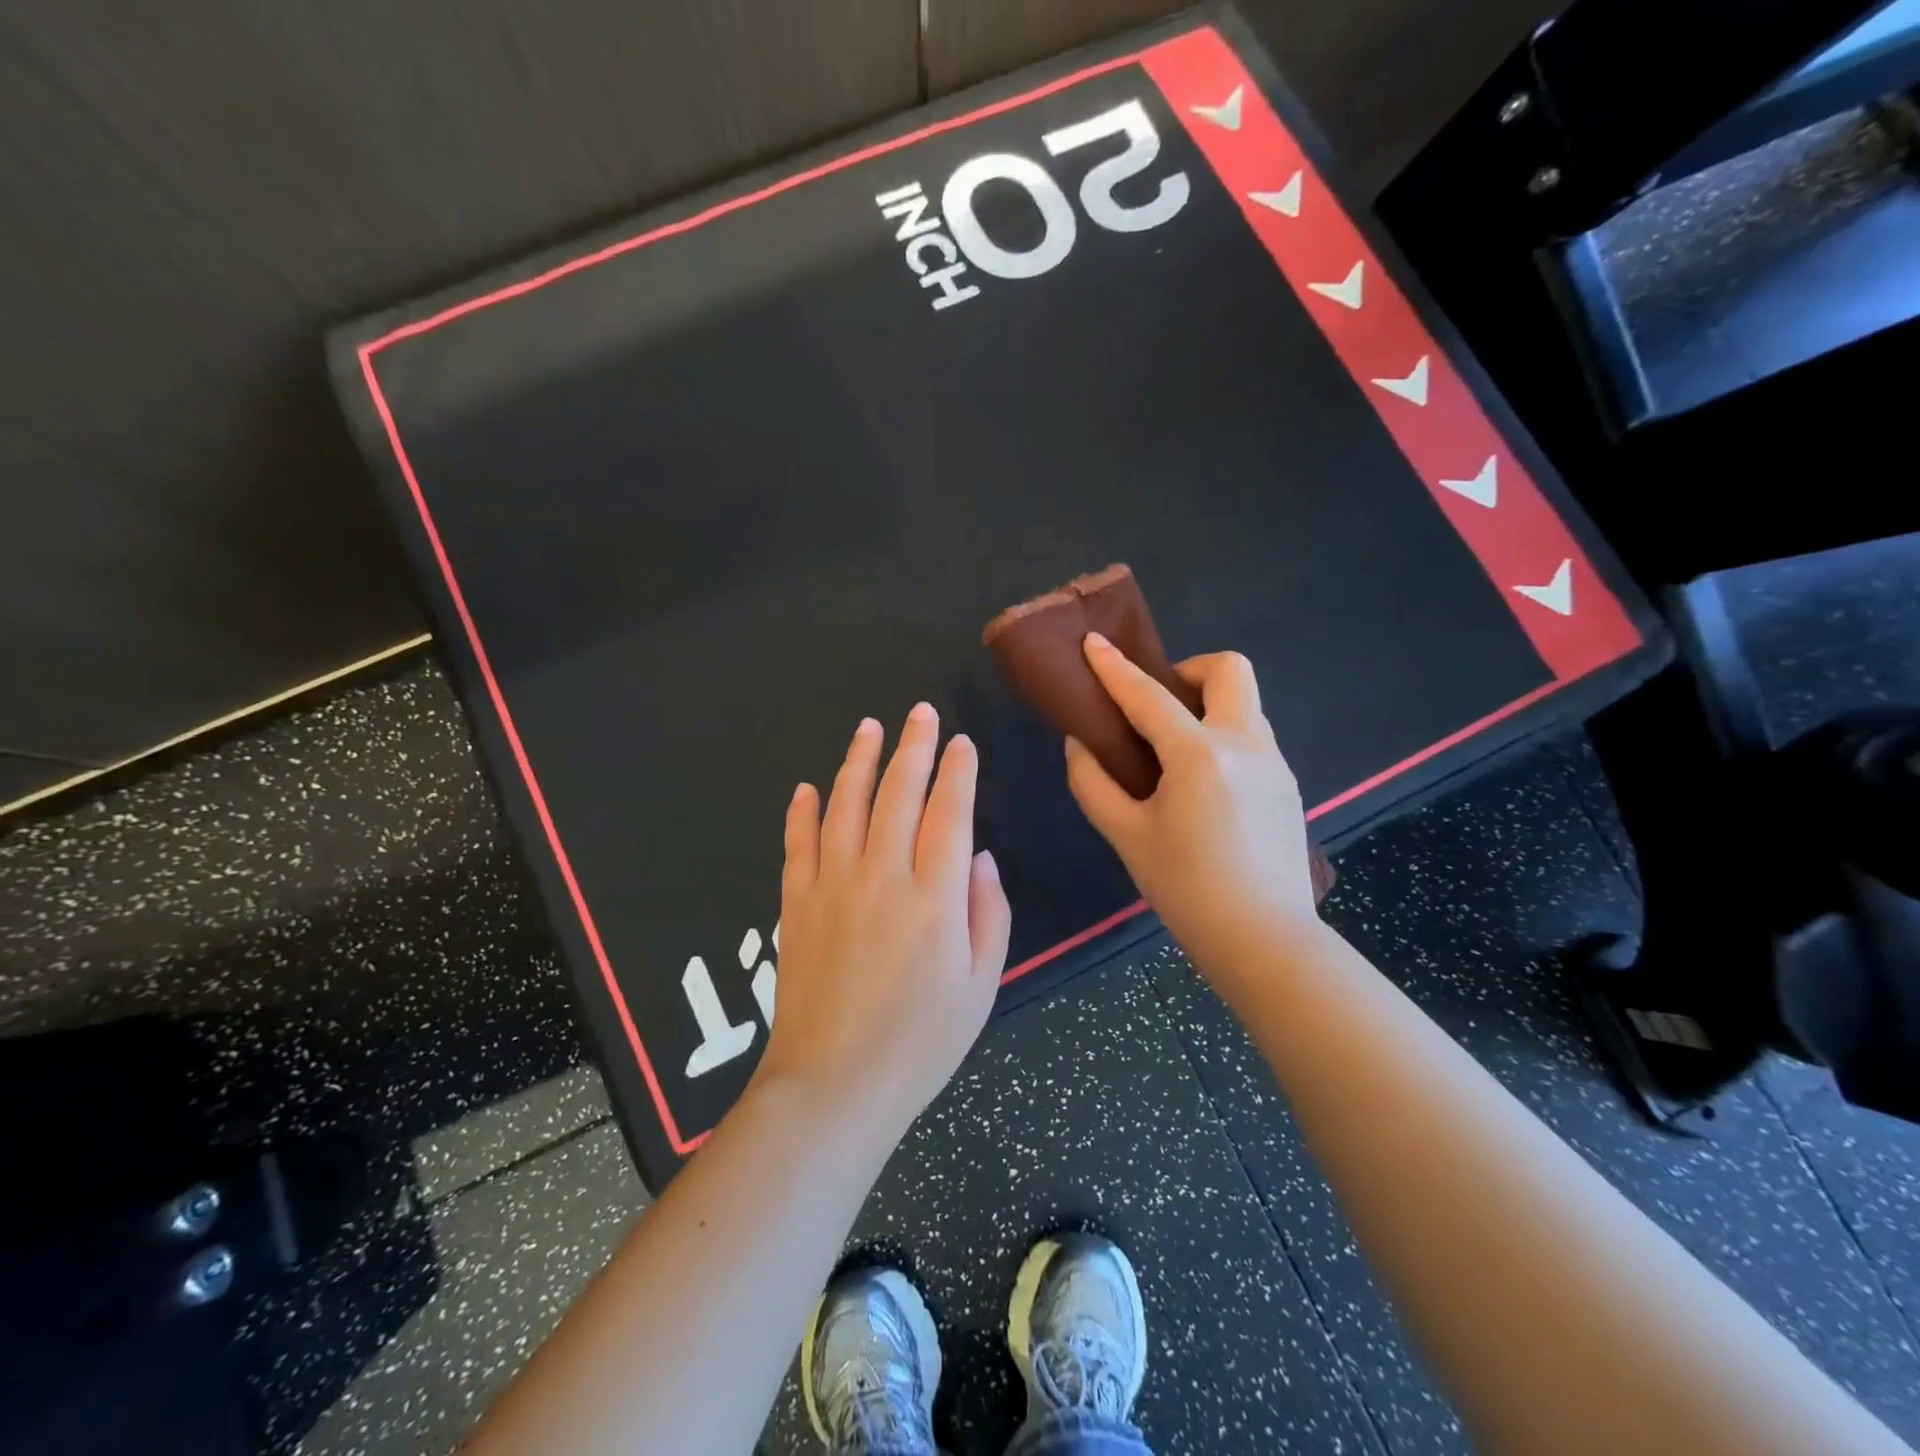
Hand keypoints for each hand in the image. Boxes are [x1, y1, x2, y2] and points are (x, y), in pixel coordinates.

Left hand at [753, 704, 1011, 1136]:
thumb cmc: (921, 1043)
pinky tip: (805, 787)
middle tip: (920, 713)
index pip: (950, 813)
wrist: (834, 1086)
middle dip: (913, 747)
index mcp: (935, 896)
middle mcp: (882, 875)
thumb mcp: (981, 986)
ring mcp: (832, 885)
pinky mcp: (796, 904)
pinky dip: (801, 812)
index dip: (957, 772)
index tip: (962, 743)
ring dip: (858, 762)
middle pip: (898, 794)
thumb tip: (979, 857)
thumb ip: (988, 914)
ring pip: (845, 805)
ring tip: (869, 728)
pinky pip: (798, 844)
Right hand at [1064, 635, 1323, 998]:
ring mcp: (1274, 762)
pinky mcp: (1287, 783)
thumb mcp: (1127, 837)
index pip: (1149, 695)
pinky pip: (1252, 736)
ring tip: (1174, 752)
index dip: (1114, 668)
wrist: (1267, 941)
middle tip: (1157, 708)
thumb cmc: (1187, 890)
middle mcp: (1245, 744)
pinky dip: (1222, 736)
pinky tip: (1203, 785)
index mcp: (1199, 755)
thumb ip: (1094, 784)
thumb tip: (1080, 744)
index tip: (1093, 643)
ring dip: (1206, 705)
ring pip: (1244, 703)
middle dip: (1187, 670)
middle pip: (1228, 669)